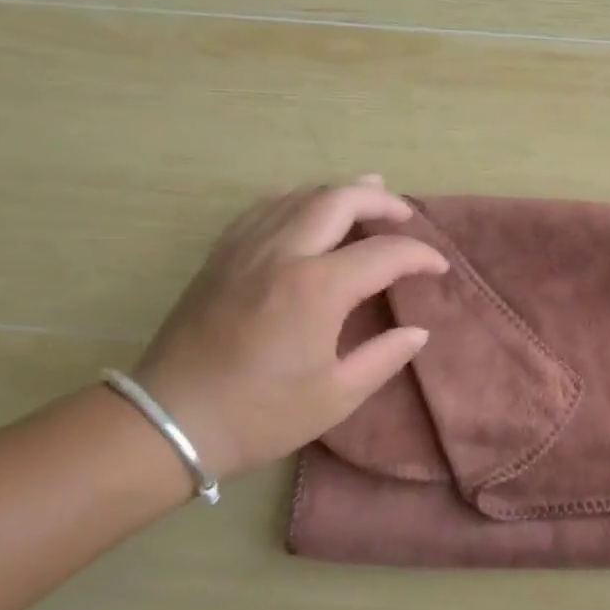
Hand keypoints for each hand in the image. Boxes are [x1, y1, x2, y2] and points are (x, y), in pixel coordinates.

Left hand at [132, 176, 448, 479]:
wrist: (171, 420)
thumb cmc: (260, 414)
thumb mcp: (336, 397)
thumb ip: (384, 357)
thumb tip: (417, 331)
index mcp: (317, 288)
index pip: (384, 253)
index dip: (419, 255)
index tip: (438, 268)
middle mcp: (283, 253)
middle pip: (339, 199)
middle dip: (380, 199)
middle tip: (405, 213)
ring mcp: (246, 248)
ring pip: (298, 194)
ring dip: (338, 190)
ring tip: (366, 192)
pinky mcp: (221, 255)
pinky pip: (263, 207)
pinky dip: (295, 198)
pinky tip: (305, 208)